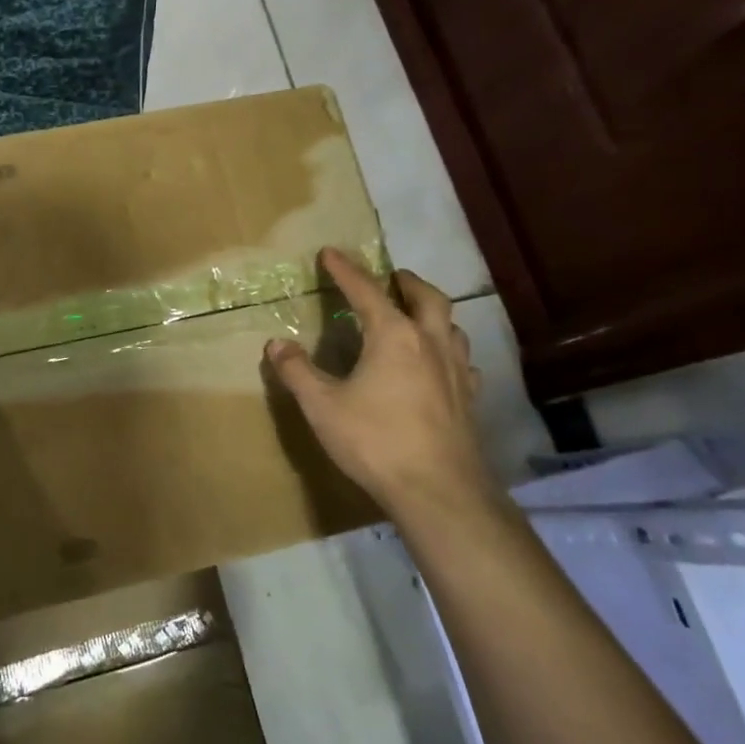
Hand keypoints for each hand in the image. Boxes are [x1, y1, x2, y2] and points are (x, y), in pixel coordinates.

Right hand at [265, 248, 497, 531]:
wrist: (438, 491)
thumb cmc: (375, 441)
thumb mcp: (322, 406)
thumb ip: (297, 372)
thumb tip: (276, 344)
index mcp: (393, 336)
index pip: (366, 291)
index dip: (345, 270)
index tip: (330, 252)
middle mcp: (430, 343)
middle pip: (426, 297)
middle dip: (406, 281)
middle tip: (392, 276)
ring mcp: (456, 371)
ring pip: (451, 326)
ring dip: (432, 312)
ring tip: (417, 314)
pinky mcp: (468, 399)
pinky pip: (461, 361)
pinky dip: (448, 351)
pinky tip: (440, 365)